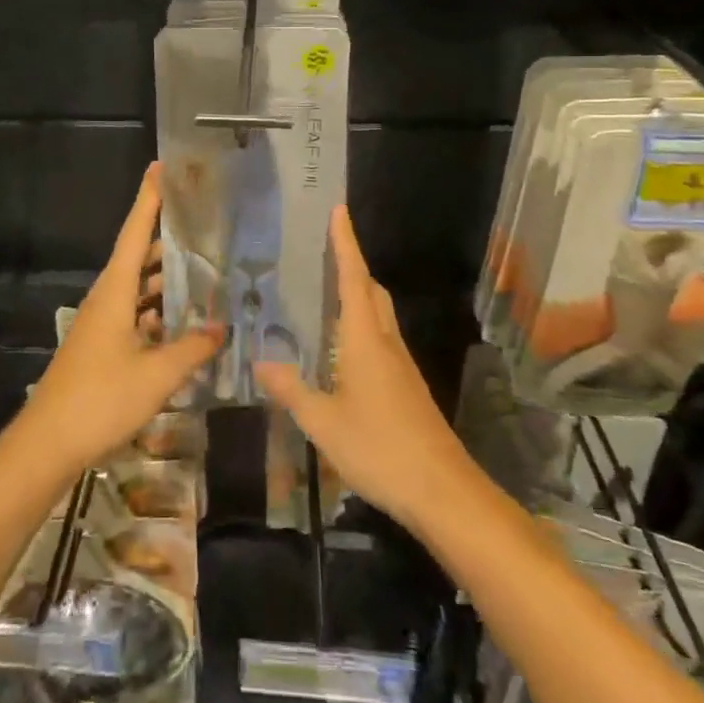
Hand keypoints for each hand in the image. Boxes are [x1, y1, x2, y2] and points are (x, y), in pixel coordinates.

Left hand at [11, 163, 222, 476]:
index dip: (148, 200)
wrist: (49, 444)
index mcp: (113, 292)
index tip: (161, 168)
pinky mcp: (102, 347)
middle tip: (201, 220)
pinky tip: (183, 323)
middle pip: (137, 257)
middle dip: (166, 236)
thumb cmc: (100, 399)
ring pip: (138, 289)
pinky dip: (159, 312)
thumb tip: (221, 328)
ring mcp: (102, 324)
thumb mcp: (156, 375)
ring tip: (204, 268)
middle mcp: (106, 299)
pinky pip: (136, 315)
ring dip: (165, 279)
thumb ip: (192, 349)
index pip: (134, 233)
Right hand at [255, 206, 475, 531]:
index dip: (345, 243)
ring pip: (380, 315)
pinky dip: (363, 326)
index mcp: (365, 341)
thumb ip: (292, 391)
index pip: (353, 279)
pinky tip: (345, 350)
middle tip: (327, 249)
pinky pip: (382, 340)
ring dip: (359, 294)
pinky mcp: (408, 388)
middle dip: (353, 265)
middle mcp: (386, 344)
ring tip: (329, 292)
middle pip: (372, 291)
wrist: (442, 491)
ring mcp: (401, 366)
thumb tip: (261, 363)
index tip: (338, 210)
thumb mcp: (323, 423)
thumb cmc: (379, 449)